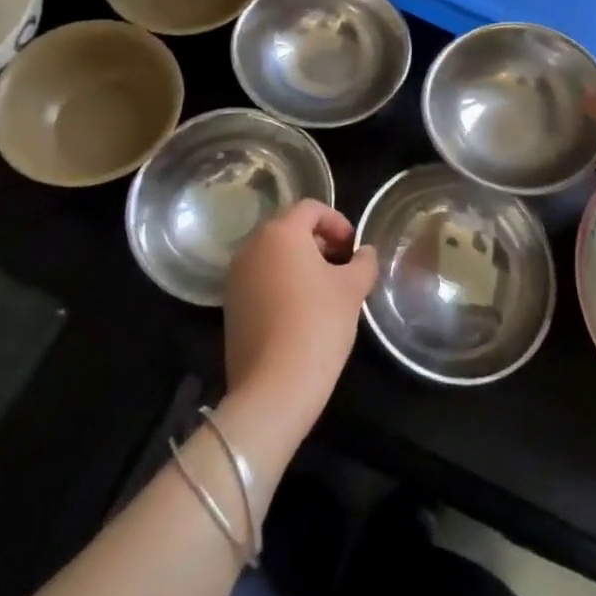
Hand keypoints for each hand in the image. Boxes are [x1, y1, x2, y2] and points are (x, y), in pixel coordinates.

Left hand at [224, 200, 376, 432]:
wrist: (274, 387)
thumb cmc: (318, 324)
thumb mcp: (352, 289)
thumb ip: (363, 262)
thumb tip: (364, 253)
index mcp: (280, 233)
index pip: (311, 208)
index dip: (338, 222)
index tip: (354, 248)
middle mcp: (252, 247)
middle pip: (290, 230)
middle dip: (320, 242)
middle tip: (344, 267)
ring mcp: (236, 278)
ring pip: (274, 256)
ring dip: (301, 263)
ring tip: (326, 291)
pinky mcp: (231, 306)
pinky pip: (262, 280)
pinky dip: (283, 284)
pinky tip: (303, 312)